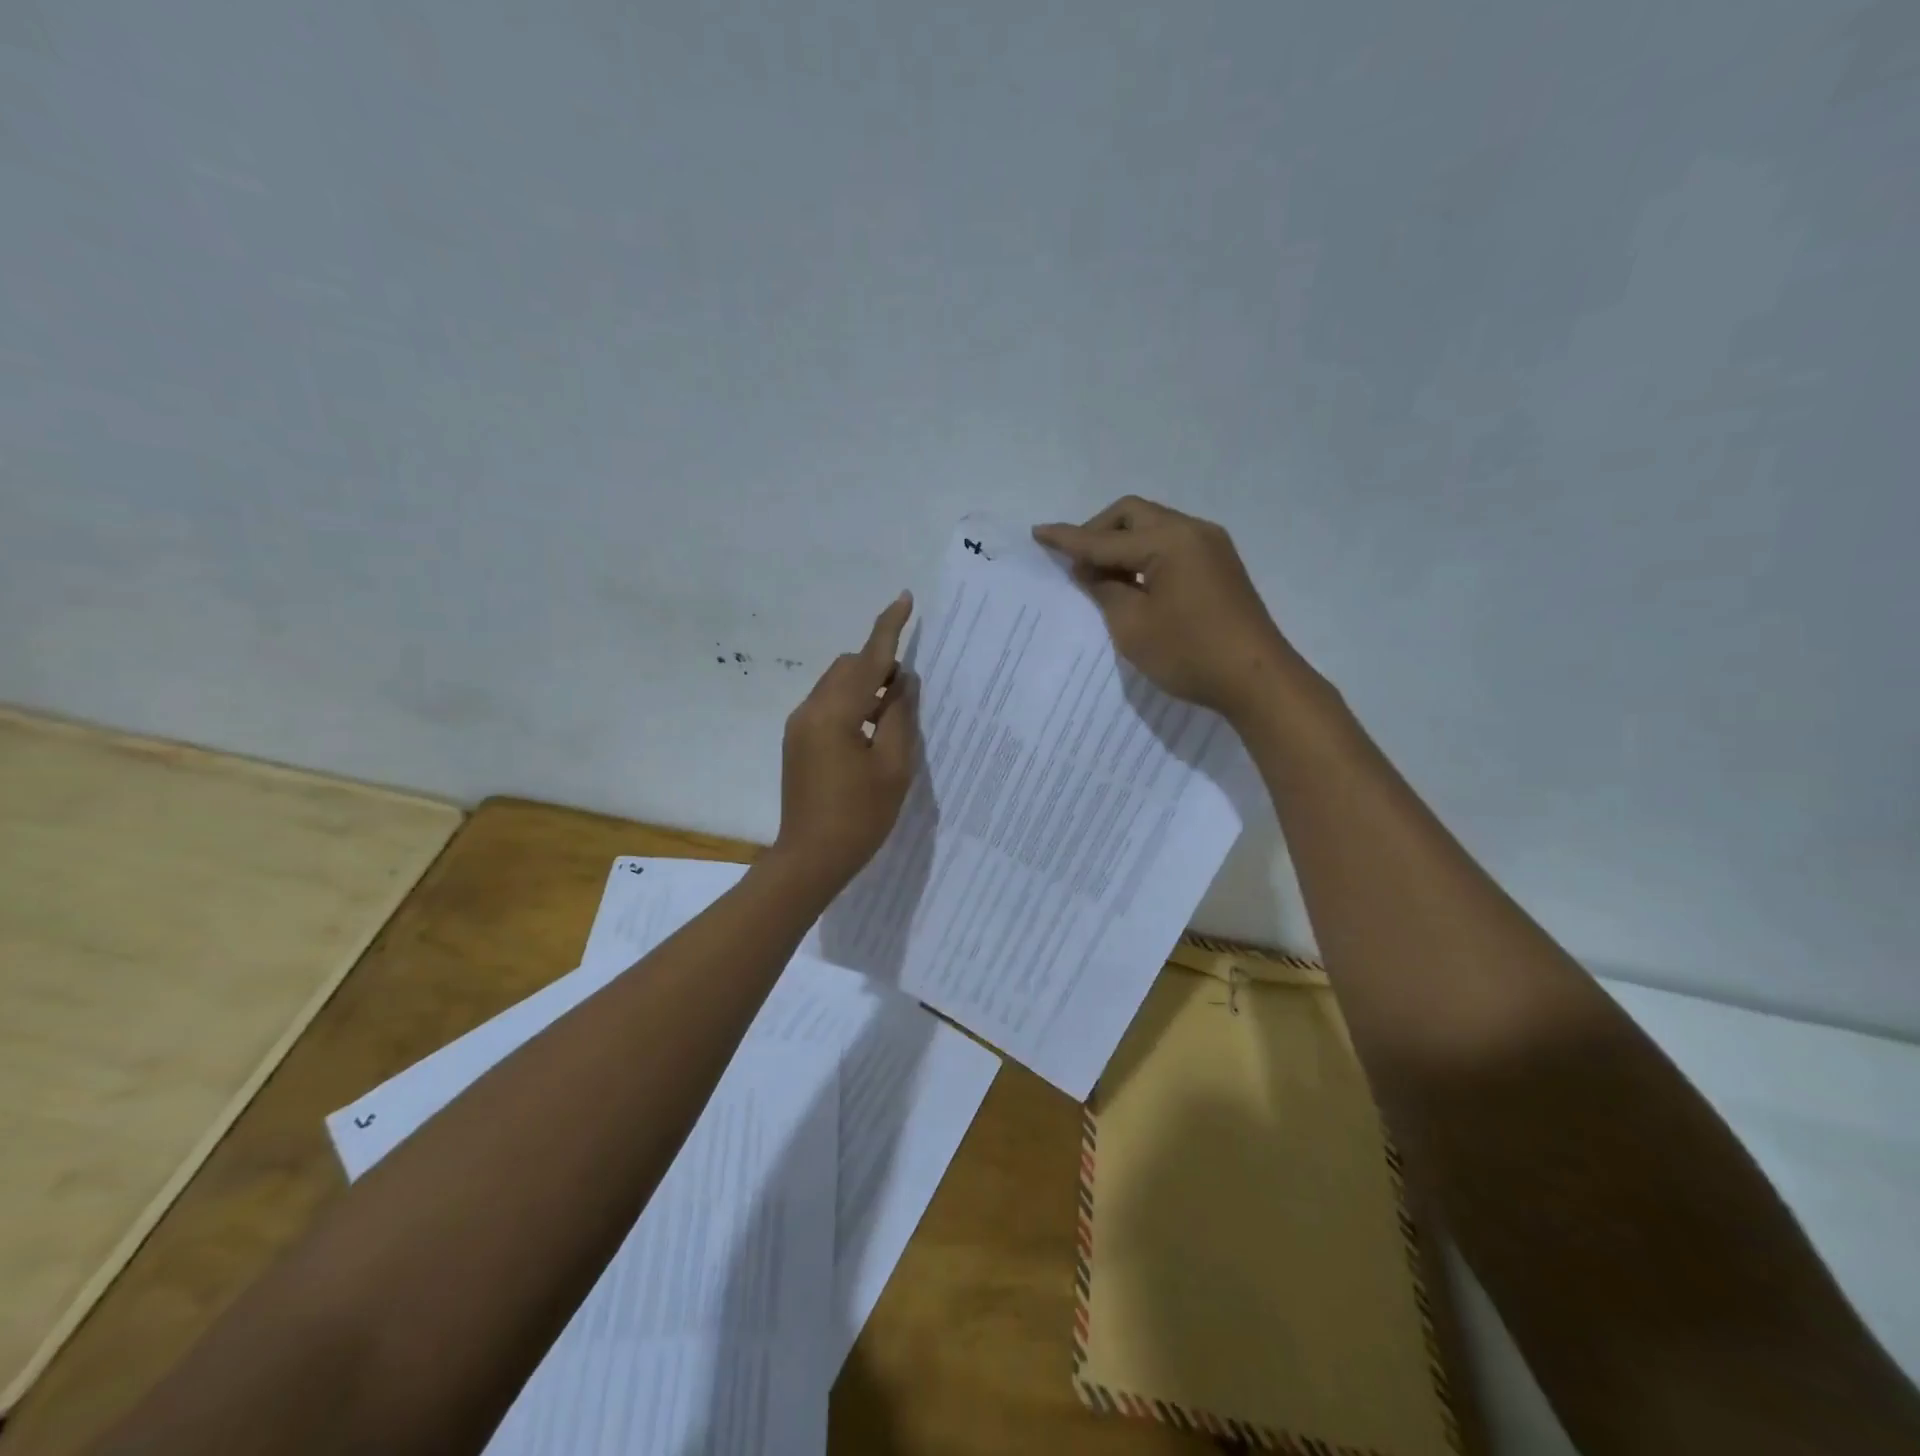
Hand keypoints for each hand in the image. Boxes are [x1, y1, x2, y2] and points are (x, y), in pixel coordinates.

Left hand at [771, 592, 919, 888]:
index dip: (889, 628)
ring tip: (892, 714)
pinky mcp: (796, 742)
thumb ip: (899, 716)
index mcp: (835, 713)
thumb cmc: (859, 816)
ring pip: (836, 685)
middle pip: (847, 667)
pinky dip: (851, 705)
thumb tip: (902, 681)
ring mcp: (798, 726)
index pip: (868, 659)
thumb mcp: (893, 766)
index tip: (905, 599)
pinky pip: (827, 706)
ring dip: (864, 686)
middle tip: (908, 691)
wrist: (810, 858)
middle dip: (878, 665)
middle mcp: (810, 710)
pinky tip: (869, 732)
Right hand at [1034, 497, 1310, 723]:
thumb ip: (1105, 589)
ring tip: (1101, 577)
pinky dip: (1144, 555)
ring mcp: (1211, 547)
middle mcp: (1193, 531)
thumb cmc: (1189, 654)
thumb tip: (1091, 568)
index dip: (1068, 538)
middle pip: (1132, 515)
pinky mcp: (1220, 566)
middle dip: (1098, 532)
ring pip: (1153, 527)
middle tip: (1077, 563)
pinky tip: (1133, 582)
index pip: (1105, 538)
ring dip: (1122, 544)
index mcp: (1169, 540)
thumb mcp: (1133, 626)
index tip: (1038, 532)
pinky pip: (1171, 545)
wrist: (1257, 680)